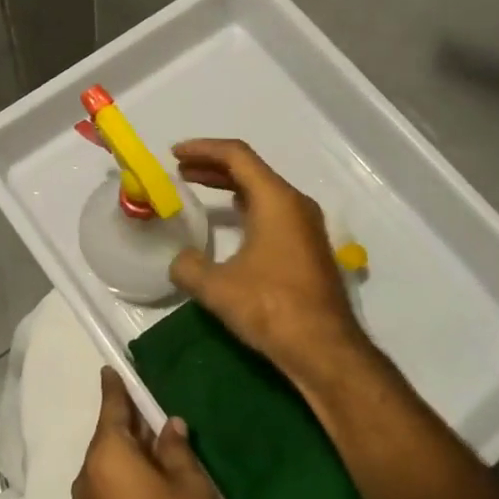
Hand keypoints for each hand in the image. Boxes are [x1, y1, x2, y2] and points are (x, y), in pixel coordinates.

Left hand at [73, 368, 219, 498]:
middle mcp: (88, 472)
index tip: (110, 369)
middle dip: (127, 421)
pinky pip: (106, 481)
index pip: (111, 408)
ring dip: (128, 448)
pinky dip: (123, 470)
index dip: (114, 388)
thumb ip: (176, 447)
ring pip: (107, 460)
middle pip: (108, 435)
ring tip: (153, 437)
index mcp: (107, 453)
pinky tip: (146, 469)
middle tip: (148, 404)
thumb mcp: (188, 482)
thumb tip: (169, 425)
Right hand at [168, 138, 371, 383]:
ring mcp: (306, 226)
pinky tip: (232, 219)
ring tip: (199, 187)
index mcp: (276, 200)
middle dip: (213, 166)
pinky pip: (273, 211)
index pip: (236, 155)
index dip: (203, 149)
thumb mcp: (217, 287)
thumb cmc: (271, 307)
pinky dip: (247, 205)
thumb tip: (180, 261)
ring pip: (264, 190)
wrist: (325, 349)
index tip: (174, 153)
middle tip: (181, 169)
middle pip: (251, 170)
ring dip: (230, 185)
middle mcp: (295, 204)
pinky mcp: (308, 248)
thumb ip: (188, 267)